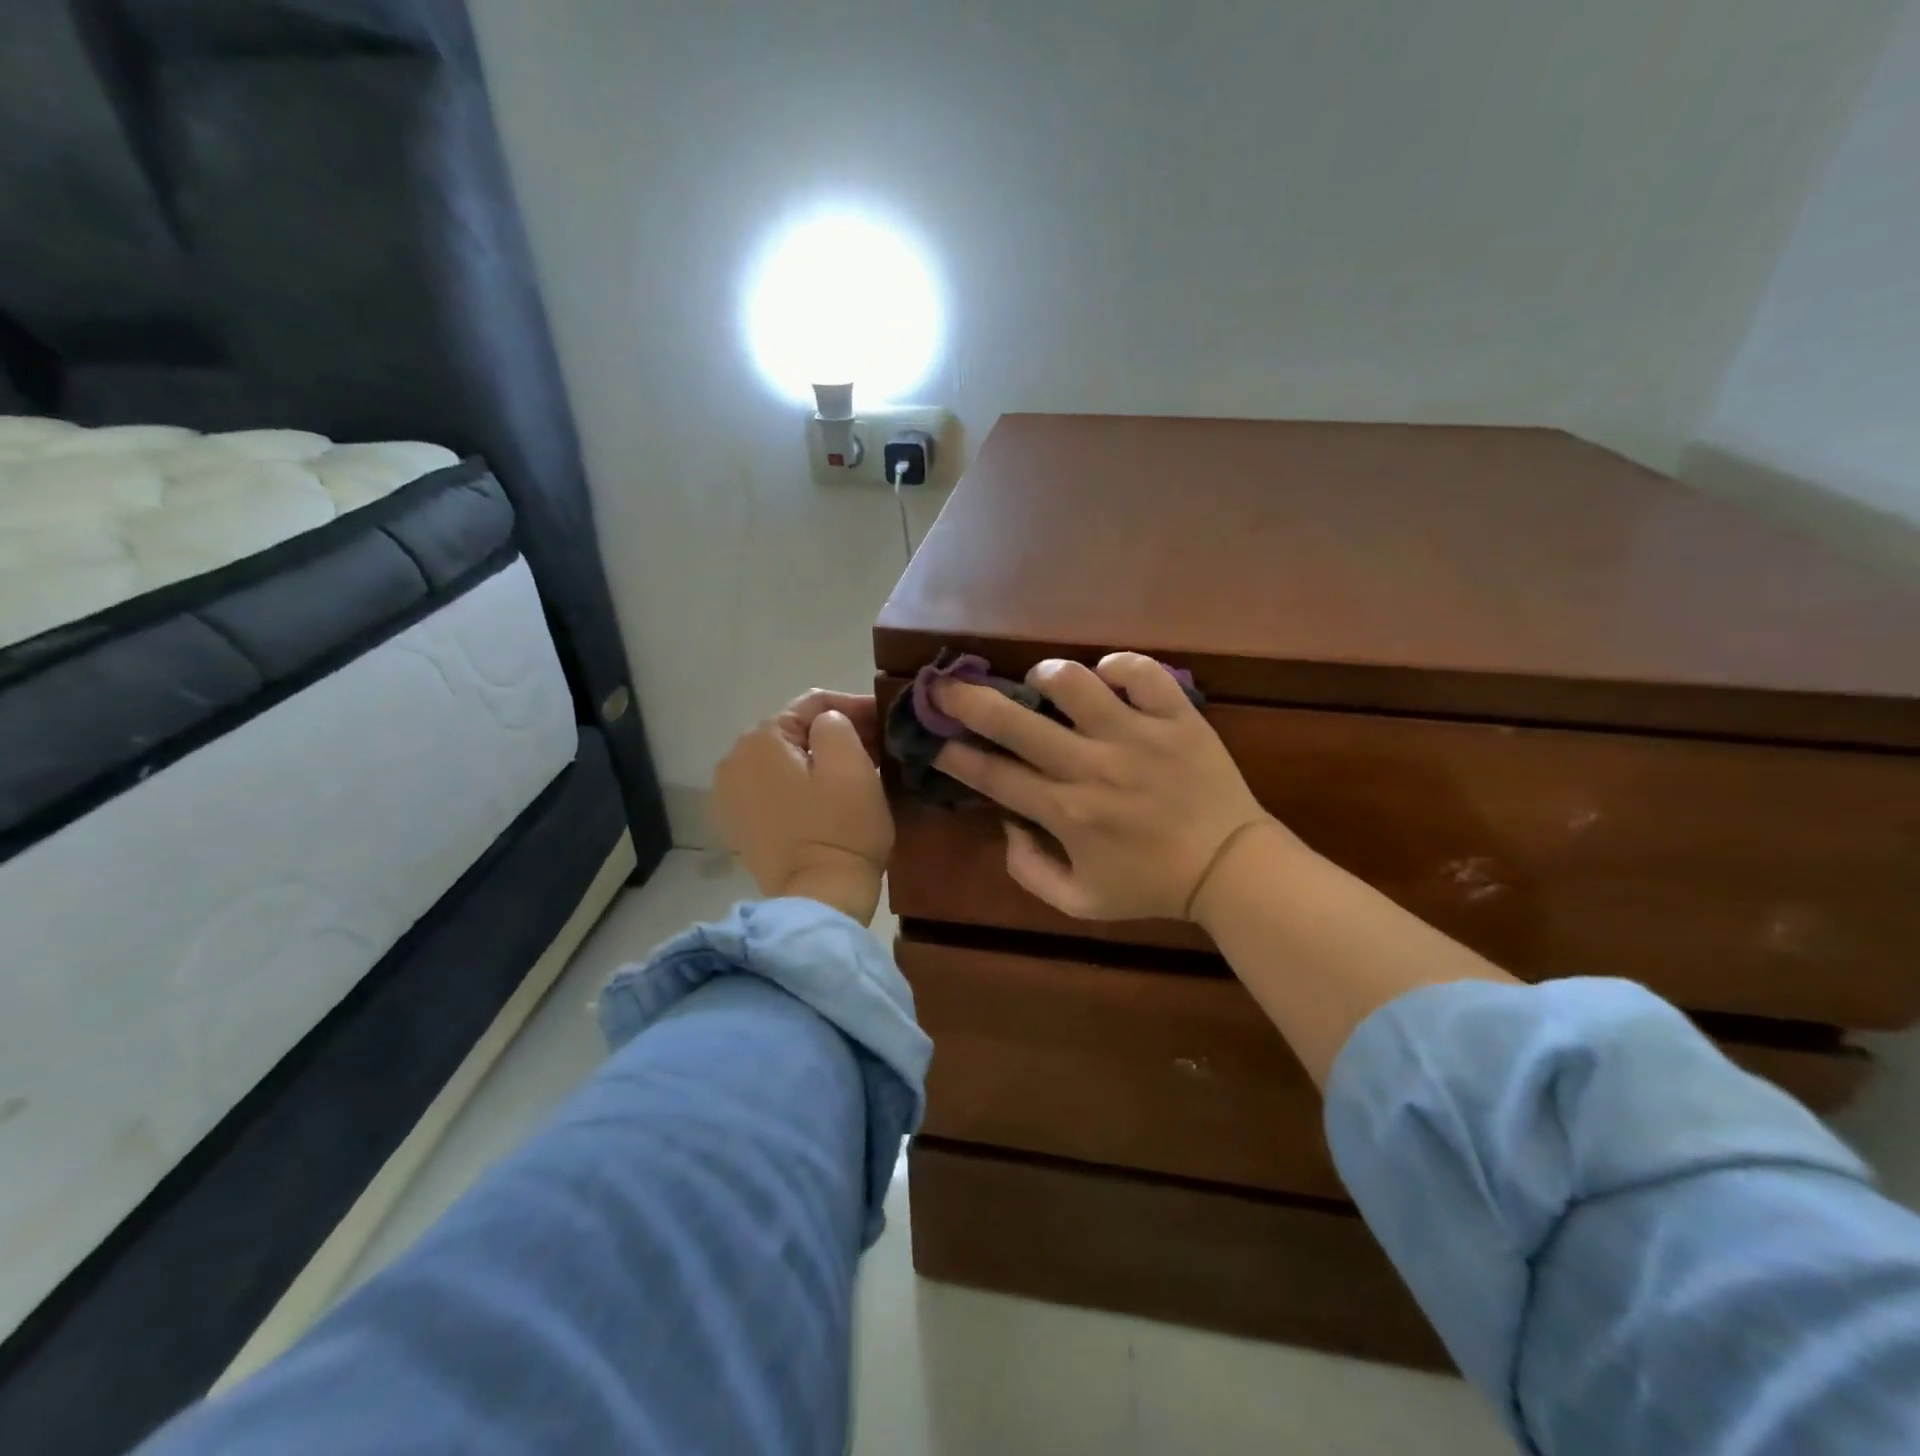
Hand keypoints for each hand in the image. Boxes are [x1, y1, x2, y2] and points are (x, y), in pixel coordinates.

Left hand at [714, 691, 892, 924]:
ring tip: (855, 771)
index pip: (813, 704)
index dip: (854, 707)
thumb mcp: (852, 765)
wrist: (820, 899)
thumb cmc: (841, 829)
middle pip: (794, 731)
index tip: (885, 721)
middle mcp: (733, 760)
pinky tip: (825, 797)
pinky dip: (799, 785)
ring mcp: (730, 795)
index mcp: (760, 740)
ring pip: (784, 760)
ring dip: (818, 759)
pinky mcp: (738, 824)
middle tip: (876, 746)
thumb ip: (837, 724)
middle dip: (835, 733)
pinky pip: (773, 787)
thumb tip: (828, 724)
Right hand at [932, 655, 1281, 920]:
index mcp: (1065, 812)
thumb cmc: (1150, 886)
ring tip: (1042, 683)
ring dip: (1045, 675)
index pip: (992, 775)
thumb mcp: (1078, 902)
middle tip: (947, 686)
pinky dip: (1117, 666)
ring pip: (1074, 682)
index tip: (933, 741)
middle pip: (1014, 721)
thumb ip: (1028, 870)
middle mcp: (1092, 767)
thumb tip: (1006, 822)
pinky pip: (1141, 671)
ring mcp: (1136, 736)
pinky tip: (1108, 677)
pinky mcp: (1176, 717)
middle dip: (968, 700)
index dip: (953, 755)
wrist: (1229, 869)